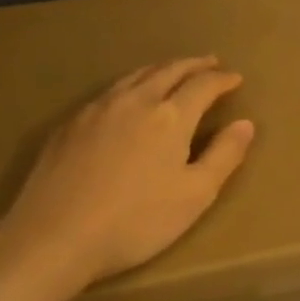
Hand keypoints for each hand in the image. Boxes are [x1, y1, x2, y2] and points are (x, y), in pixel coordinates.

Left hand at [0, 57, 255, 298]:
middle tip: (210, 62)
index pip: (203, 85)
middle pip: (169, 70)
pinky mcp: (70, 124)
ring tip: (174, 70)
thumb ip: (224, 156)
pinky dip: (132, 83)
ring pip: (136, 75)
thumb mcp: (194, 195)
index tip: (236, 78)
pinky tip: (128, 97)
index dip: (223, 79)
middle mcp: (135, 100)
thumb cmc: (135, 221)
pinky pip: (110, 90)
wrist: (53, 237)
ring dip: (162, 68)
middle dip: (194, 64)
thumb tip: (246, 124)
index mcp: (170, 116)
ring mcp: (98, 109)